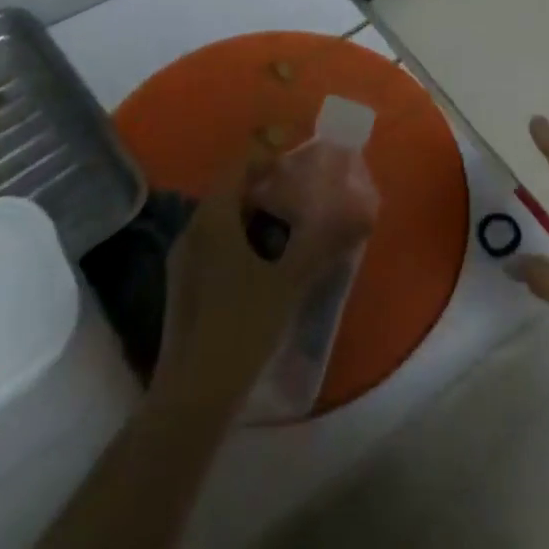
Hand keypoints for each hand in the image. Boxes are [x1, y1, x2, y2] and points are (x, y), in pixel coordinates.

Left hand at [153, 137, 378, 410]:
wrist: (193, 396)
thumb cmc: (242, 325)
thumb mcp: (291, 280)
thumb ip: (327, 241)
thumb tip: (363, 210)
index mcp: (214, 216)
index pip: (242, 161)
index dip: (272, 152)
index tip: (303, 160)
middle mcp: (194, 228)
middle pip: (234, 188)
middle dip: (270, 185)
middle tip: (306, 195)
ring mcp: (184, 258)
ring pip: (226, 219)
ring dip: (258, 215)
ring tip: (294, 230)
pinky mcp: (185, 285)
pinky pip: (218, 244)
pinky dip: (245, 240)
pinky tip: (268, 267)